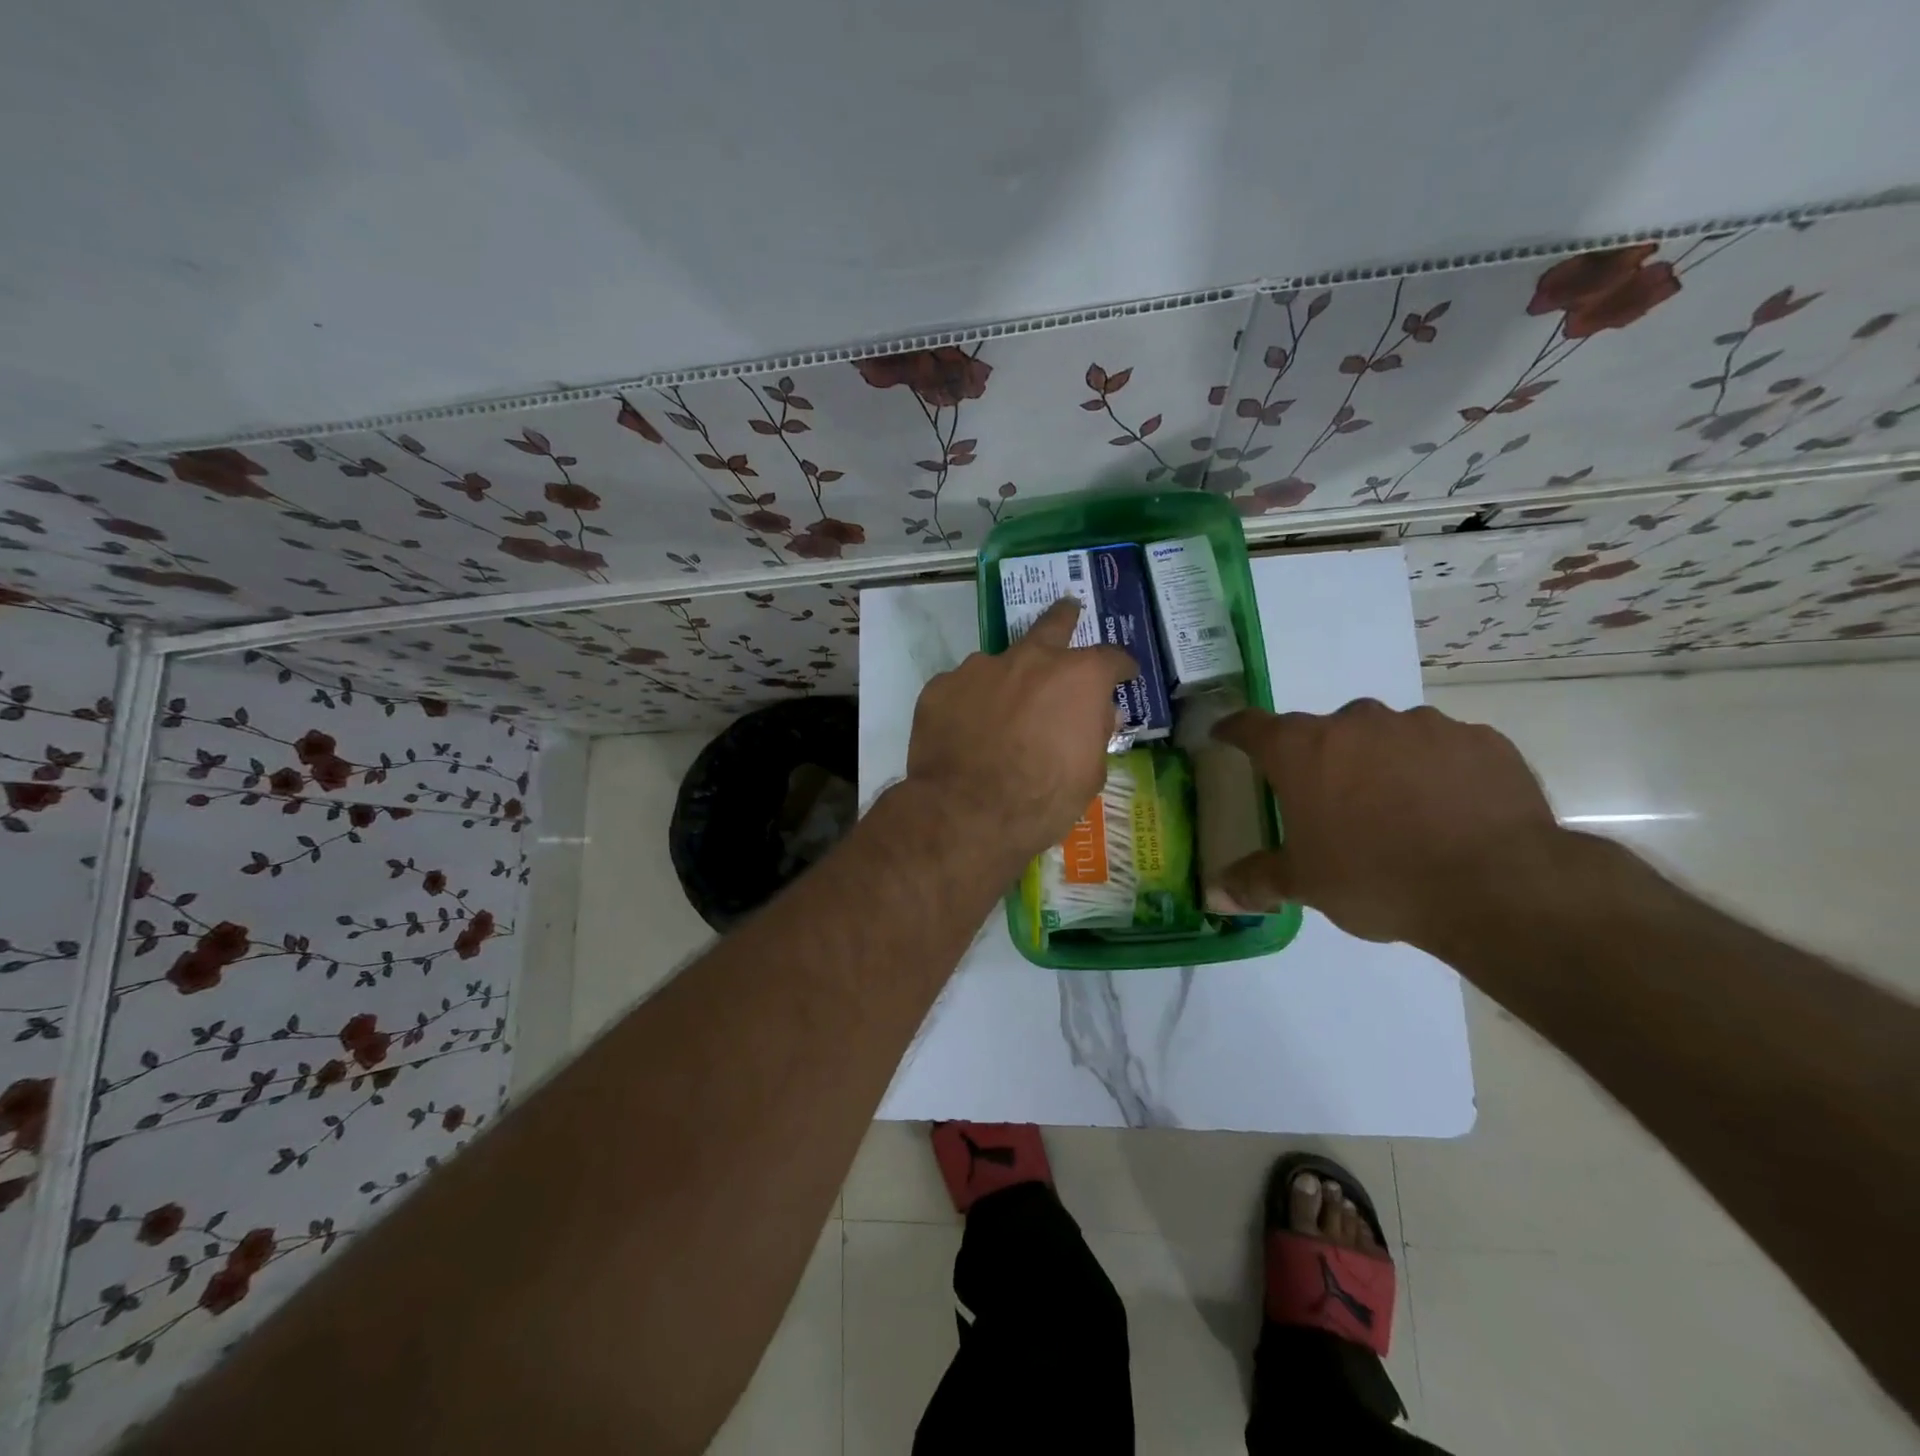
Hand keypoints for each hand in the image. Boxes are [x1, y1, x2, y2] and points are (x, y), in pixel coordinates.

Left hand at [906, 598, 1136, 865]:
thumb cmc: (1041, 800)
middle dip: (1064, 617)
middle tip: (1068, 610)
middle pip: (1052, 625)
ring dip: (1008, 679)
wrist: (965, 814)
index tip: (1124, 674)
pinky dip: (970, 704)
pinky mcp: (940, 687)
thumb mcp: (1089, 774)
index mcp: (1077, 677)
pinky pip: (962, 688)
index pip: (1111, 658)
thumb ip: (1095, 732)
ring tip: (1001, 712)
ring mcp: (979, 668)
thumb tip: (1099, 713)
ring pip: (1000, 663)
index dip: (1121, 667)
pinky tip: (965, 731)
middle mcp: (1029, 659)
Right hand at [1212, 699, 1560, 947]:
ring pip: (1386, 737)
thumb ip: (1255, 881)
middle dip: (1321, 759)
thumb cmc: (1377, 879)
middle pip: (1324, 732)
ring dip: (1380, 762)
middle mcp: (1357, 723)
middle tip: (1329, 801)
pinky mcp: (1478, 740)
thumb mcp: (1306, 886)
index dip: (1234, 731)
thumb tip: (1214, 894)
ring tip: (1397, 810)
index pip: (1251, 726)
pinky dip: (1435, 771)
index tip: (1226, 737)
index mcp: (1302, 750)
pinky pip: (1442, 749)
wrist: (1497, 885)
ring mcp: (1421, 725)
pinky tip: (1449, 811)